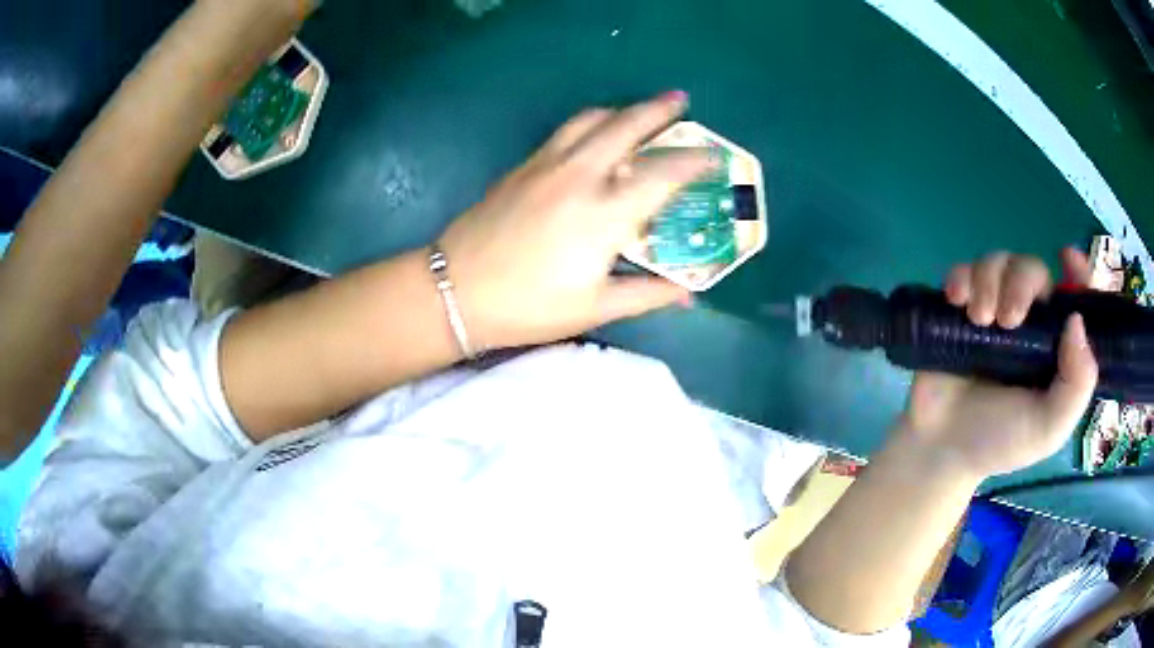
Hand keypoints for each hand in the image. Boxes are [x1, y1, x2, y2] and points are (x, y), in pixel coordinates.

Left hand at [438, 92, 711, 349]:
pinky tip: (595, 135)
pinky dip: (591, 123)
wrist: (456, 290)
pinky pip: (566, 131)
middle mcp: (581, 176)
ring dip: (622, 110)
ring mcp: (548, 164)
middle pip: (627, 126)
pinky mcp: (524, 165)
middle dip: (659, 110)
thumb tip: (687, 295)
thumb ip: (646, 294)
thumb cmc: (529, 306)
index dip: (694, 162)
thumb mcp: (594, 307)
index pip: (663, 175)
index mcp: (606, 214)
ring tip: (638, 113)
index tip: (713, 156)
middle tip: (681, 101)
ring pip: (592, 119)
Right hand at [897, 248, 1099, 478]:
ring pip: (998, 262)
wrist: (941, 448)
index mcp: (1054, 344)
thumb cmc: (1000, 441)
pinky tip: (956, 300)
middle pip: (1031, 269)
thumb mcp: (1049, 428)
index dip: (1077, 272)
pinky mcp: (959, 309)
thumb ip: (1077, 386)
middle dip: (1020, 283)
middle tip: (1007, 320)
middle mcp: (1028, 320)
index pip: (1074, 297)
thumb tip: (1076, 320)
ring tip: (979, 319)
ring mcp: (993, 311)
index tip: (1068, 259)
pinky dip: (961, 277)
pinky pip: (963, 271)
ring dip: (988, 281)